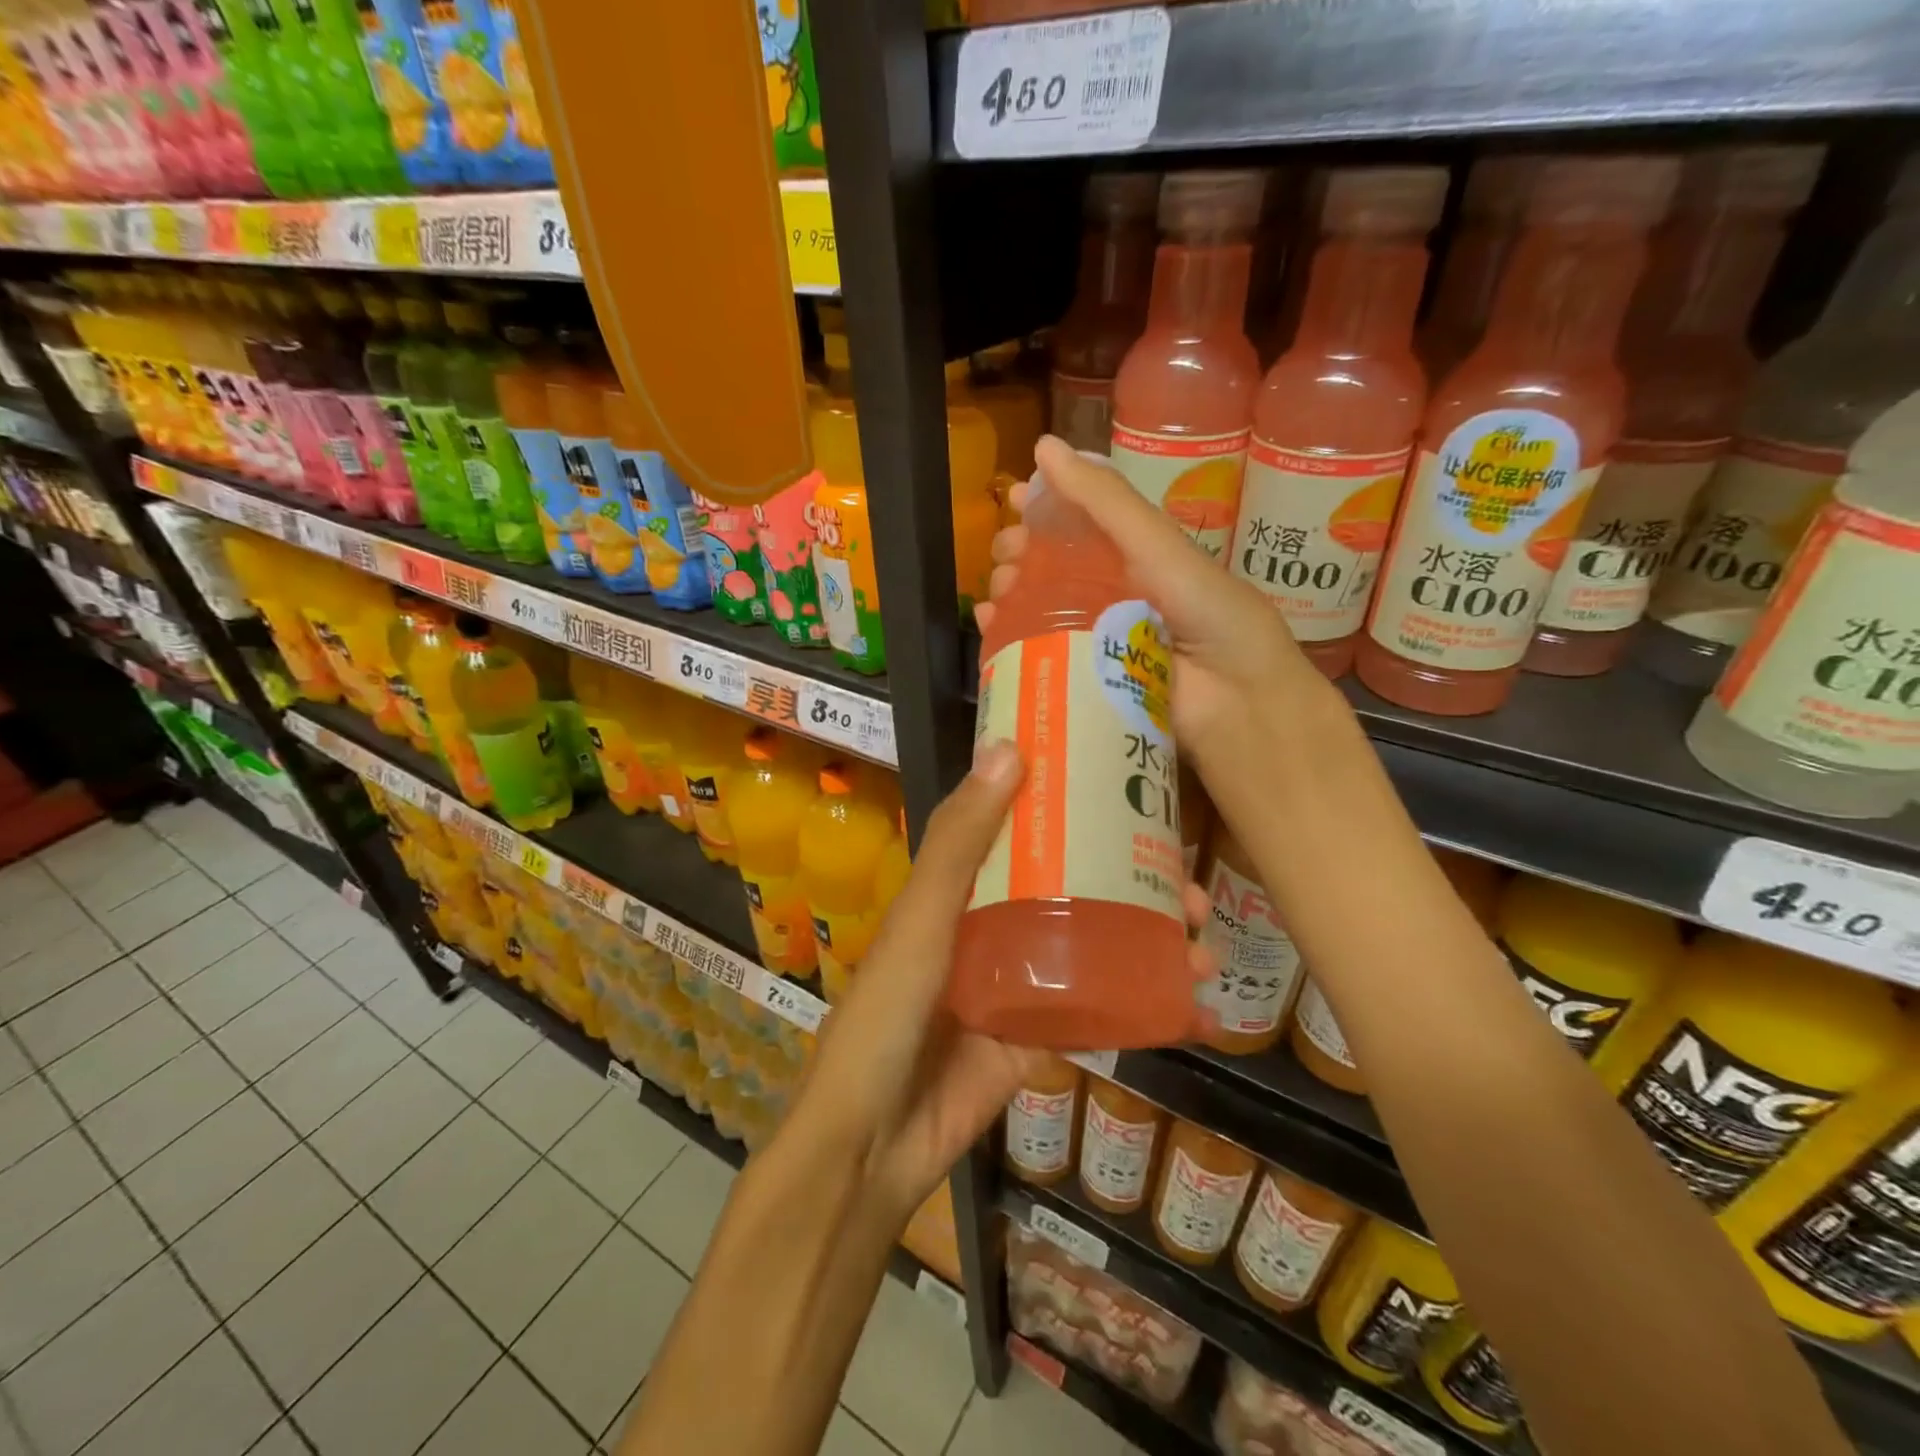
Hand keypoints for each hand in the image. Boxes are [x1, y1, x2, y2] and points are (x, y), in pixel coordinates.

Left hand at [790, 738, 1215, 1223]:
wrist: (870, 1143)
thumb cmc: (886, 1015)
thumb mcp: (922, 919)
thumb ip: (960, 843)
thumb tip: (1008, 748)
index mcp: (962, 891)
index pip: (1027, 835)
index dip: (1080, 815)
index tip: (1138, 799)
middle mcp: (993, 930)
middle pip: (1077, 893)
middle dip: (1139, 889)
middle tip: (1194, 893)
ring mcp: (1019, 988)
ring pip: (1096, 952)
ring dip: (1152, 948)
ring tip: (1205, 951)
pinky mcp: (1036, 1042)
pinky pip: (1098, 1017)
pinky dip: (1145, 1012)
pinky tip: (1194, 1010)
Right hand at [975, 436, 1351, 794]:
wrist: (1236, 701)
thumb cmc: (1207, 614)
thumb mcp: (1157, 547)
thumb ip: (1105, 502)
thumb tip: (1042, 447)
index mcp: (1137, 558)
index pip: (1080, 526)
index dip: (1045, 511)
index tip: (1013, 504)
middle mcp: (1115, 595)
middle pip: (1053, 569)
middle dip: (1021, 556)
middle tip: (1005, 556)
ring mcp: (1098, 640)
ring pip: (1040, 610)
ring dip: (1011, 594)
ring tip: (997, 592)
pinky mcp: (1084, 681)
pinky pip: (1039, 653)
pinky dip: (1008, 638)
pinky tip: (990, 627)